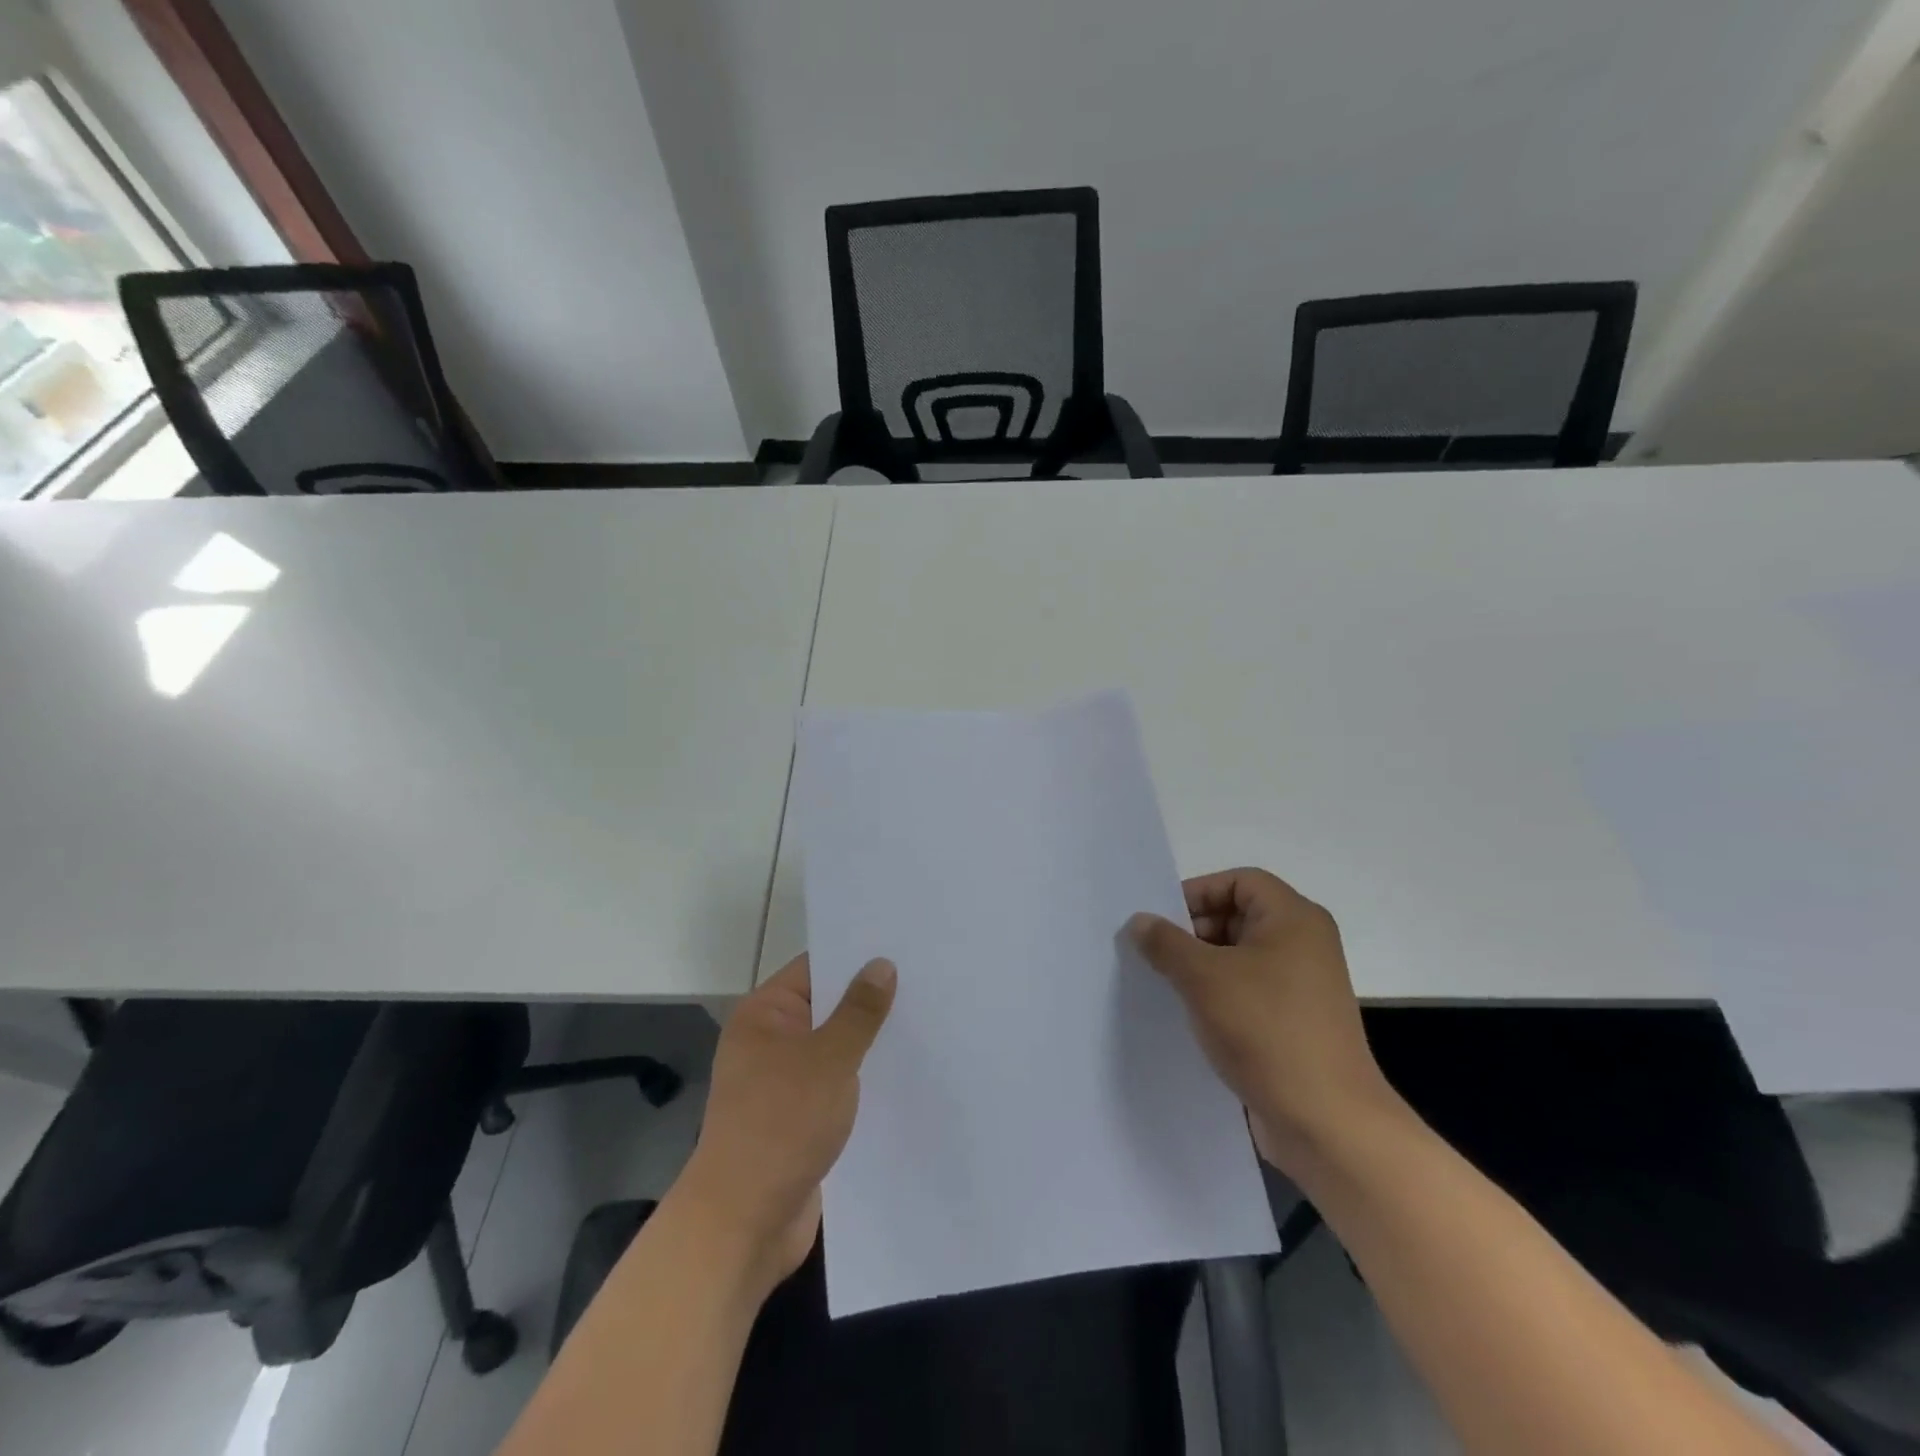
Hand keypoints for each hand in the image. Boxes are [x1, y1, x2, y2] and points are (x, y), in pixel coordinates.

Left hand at [677, 954, 895, 1294]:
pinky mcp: (797, 1118)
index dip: (856, 957)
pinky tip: (902, 1074)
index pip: (815, 968)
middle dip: (870, 1000)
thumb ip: (859, 1011)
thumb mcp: (828, 1059)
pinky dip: (861, 1079)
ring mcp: (782, 1082)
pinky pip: (835, 1084)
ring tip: (925, 1023)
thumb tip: (881, 964)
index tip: (903, 946)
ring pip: (834, 1048)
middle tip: (926, 983)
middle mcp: (769, 1041)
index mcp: (764, 1015)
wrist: (743, 1224)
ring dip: (869, 1043)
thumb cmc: (781, 1125)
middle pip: (826, 1007)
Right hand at [1127, 868, 1397, 1172]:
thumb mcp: (1203, 978)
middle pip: (1238, 916)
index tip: (1160, 922)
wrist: (1327, 1122)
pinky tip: (1189, 1015)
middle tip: (1156, 955)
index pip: (1238, 881)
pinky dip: (1219, 994)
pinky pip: (1249, 990)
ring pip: (1240, 956)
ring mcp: (1302, 985)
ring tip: (1165, 985)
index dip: (1196, 893)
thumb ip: (1165, 942)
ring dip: (1202, 966)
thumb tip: (1139, 921)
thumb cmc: (1266, 1030)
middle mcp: (1304, 943)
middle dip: (1193, 931)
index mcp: (1293, 918)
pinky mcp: (1295, 1021)